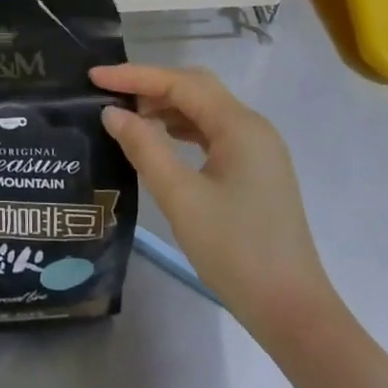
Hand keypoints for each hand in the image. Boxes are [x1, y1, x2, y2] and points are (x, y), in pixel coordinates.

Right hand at [91, 64, 337, 338]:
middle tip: (109, 94)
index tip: (94, 76)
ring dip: (166, 107)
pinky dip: (183, 128)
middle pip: (196, 88)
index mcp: (240, 126)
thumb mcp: (181, 198)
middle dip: (151, 86)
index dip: (135, 76)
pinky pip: (213, 134)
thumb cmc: (235, 251)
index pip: (181, 83)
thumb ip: (145, 148)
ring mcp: (258, 150)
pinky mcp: (256, 171)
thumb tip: (112, 113)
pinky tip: (160, 140)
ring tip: (127, 117)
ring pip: (205, 111)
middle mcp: (252, 127)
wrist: (292, 311)